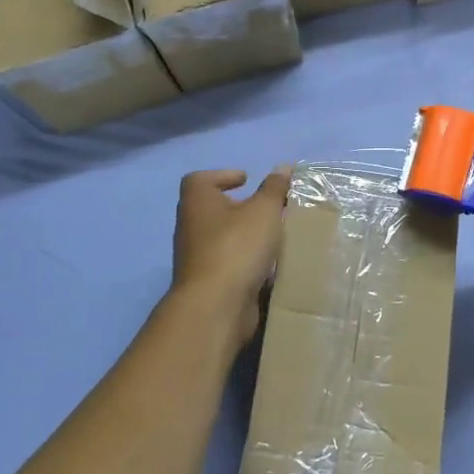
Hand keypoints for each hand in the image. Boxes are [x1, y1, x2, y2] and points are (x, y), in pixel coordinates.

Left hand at [171, 168, 291, 345]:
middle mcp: (190, 225)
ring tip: (273, 235)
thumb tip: (283, 167)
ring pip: (221, 237)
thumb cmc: (237, 246)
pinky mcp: (207, 282)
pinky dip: (245, 259)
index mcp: (197, 201)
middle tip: (266, 208)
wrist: (216, 305)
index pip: (200, 179)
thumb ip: (274, 188)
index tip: (246, 180)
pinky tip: (268, 263)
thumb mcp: (264, 210)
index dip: (223, 176)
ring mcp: (196, 256)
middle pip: (212, 208)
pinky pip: (228, 262)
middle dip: (239, 206)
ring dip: (244, 235)